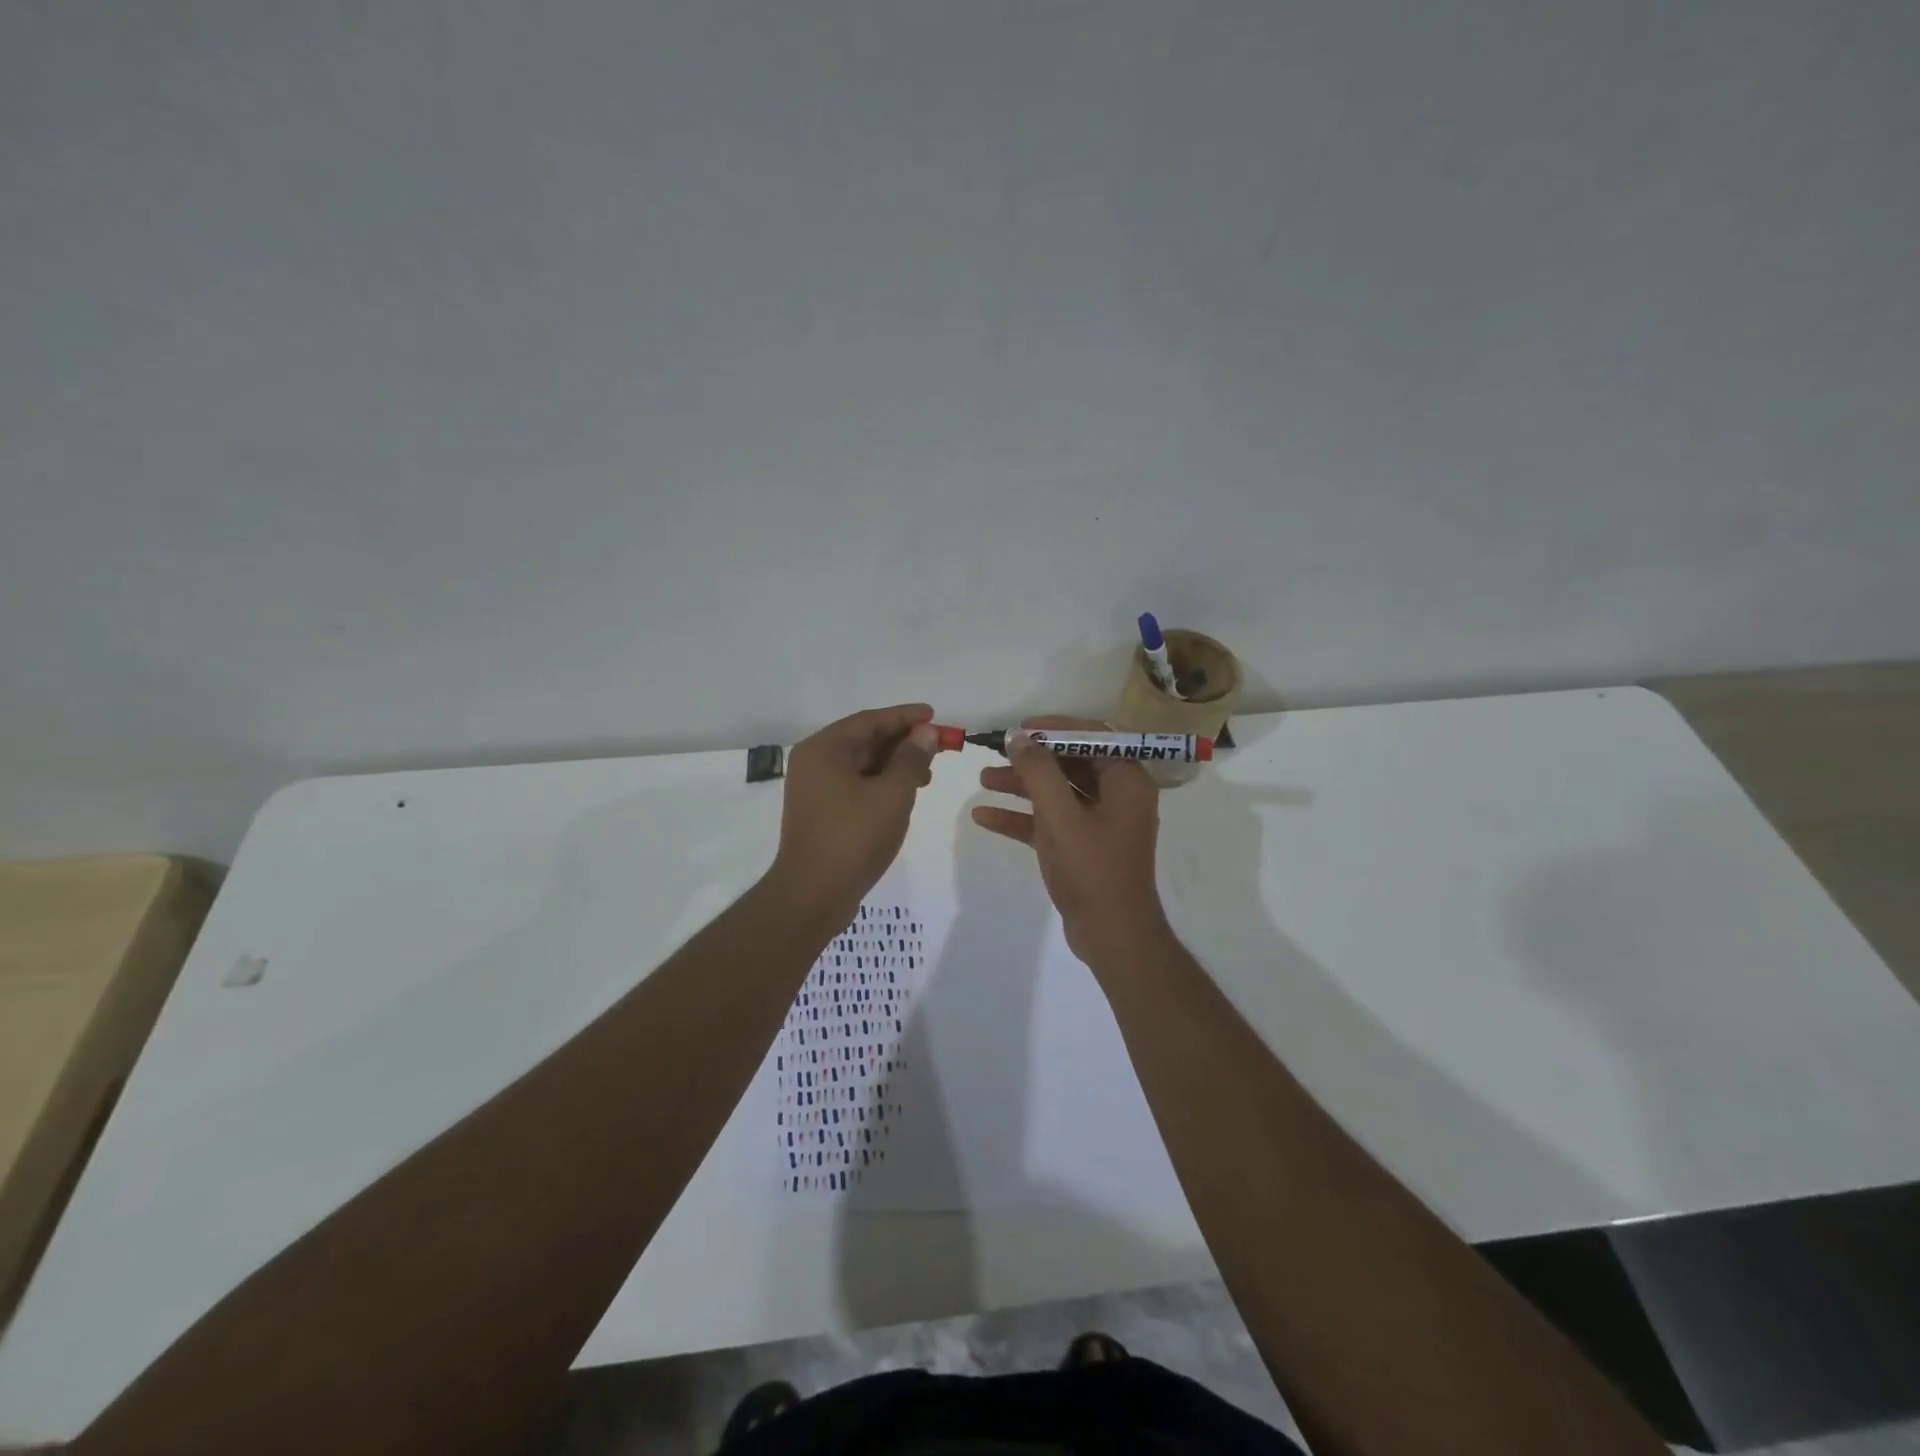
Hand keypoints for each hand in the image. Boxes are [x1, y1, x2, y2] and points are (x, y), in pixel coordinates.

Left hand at [768, 704, 939, 921]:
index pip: (870, 720)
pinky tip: (904, 795)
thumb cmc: (854, 836)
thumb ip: (911, 758)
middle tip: (937, 747)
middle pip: (864, 740)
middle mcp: (814, 762)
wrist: (814, 894)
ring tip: (927, 774)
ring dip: (894, 764)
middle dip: (902, 742)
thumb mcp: (893, 793)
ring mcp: (814, 789)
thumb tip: (925, 733)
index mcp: (824, 749)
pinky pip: (855, 785)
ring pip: (861, 765)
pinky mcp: (820, 812)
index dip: (905, 717)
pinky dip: (881, 784)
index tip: (934, 715)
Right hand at [971, 716, 1170, 964]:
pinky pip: (1050, 822)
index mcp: (1127, 782)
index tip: (1021, 728)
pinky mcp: (1082, 847)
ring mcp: (1099, 823)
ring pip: (1057, 793)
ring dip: (1022, 786)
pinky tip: (984, 817)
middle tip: (996, 752)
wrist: (1112, 936)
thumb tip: (1019, 737)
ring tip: (983, 779)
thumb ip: (1039, 773)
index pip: (1093, 737)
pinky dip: (1022, 818)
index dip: (1056, 728)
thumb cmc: (1092, 870)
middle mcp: (1117, 797)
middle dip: (1032, 759)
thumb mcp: (1061, 817)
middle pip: (1071, 764)